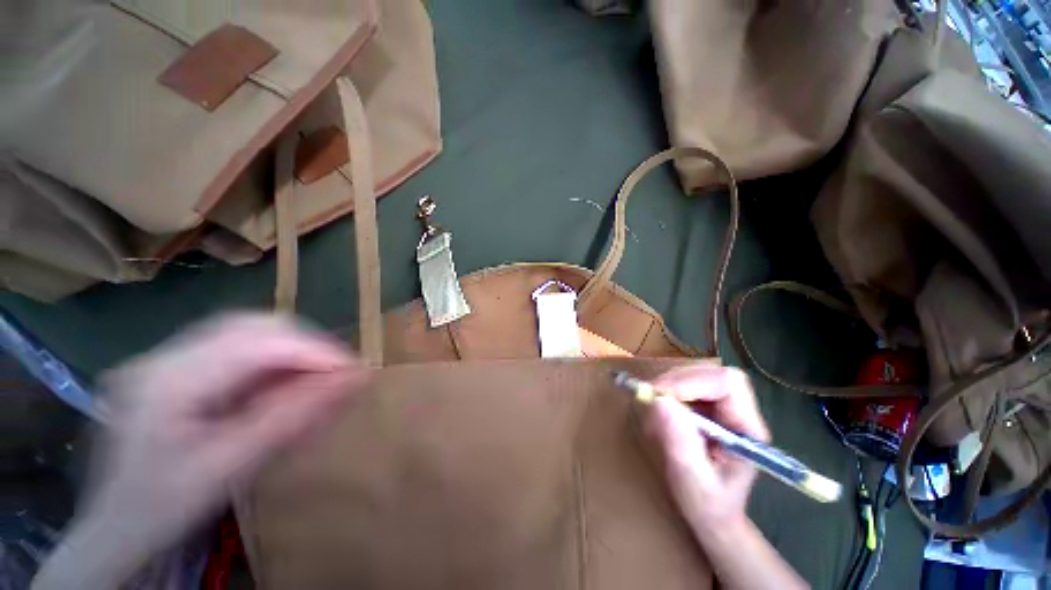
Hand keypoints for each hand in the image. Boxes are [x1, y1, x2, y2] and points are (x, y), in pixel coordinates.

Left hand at [35, 314, 369, 587]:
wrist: (113, 530)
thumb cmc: (164, 508)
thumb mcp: (232, 466)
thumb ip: (294, 417)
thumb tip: (355, 378)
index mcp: (167, 380)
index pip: (257, 343)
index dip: (314, 351)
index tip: (355, 369)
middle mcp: (163, 356)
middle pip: (252, 325)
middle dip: (306, 345)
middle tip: (337, 371)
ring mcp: (166, 359)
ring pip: (247, 331)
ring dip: (290, 351)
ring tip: (316, 376)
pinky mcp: (174, 369)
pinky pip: (235, 349)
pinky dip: (271, 361)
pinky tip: (282, 383)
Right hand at [646, 365, 769, 535]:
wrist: (713, 516)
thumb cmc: (708, 506)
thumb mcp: (693, 481)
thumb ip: (680, 443)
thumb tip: (659, 401)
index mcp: (747, 429)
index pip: (727, 383)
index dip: (691, 381)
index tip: (660, 395)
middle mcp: (738, 412)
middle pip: (709, 373)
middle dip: (676, 381)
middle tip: (649, 398)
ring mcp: (721, 408)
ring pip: (695, 375)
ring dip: (669, 387)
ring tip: (654, 411)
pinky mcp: (705, 407)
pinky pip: (684, 385)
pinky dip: (666, 393)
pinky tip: (659, 413)